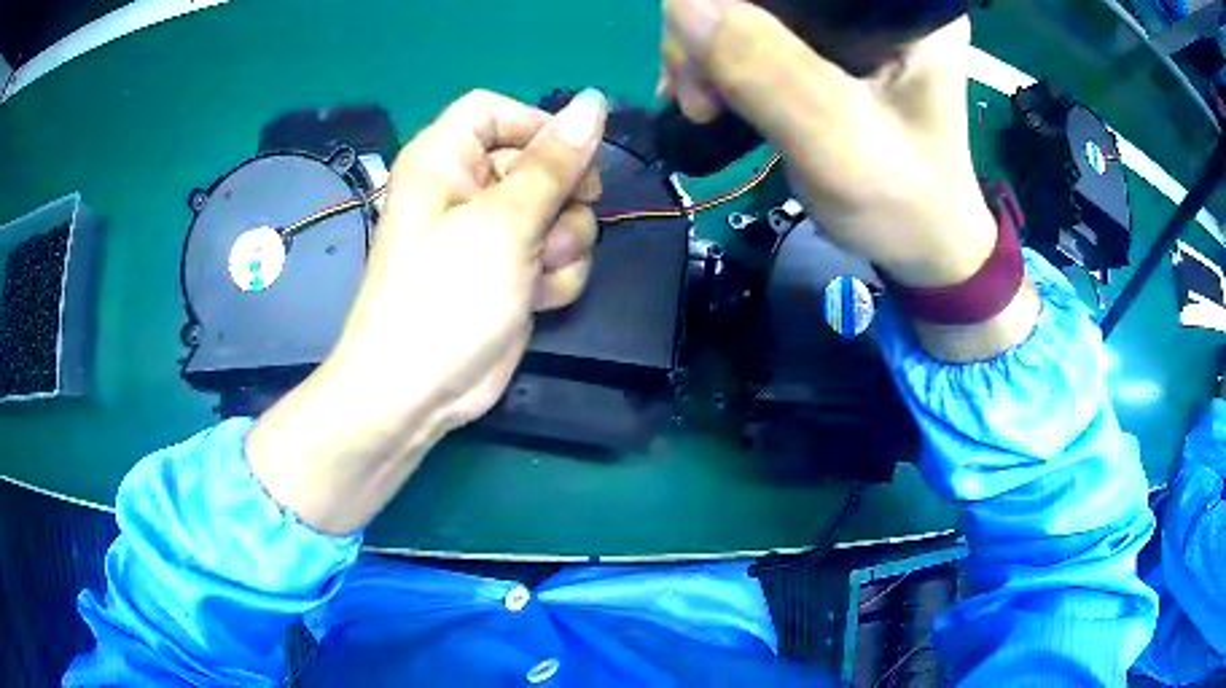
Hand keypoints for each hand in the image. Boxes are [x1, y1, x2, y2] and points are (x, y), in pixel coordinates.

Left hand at [247, 90, 608, 533]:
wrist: (419, 391)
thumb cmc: (445, 296)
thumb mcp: (504, 223)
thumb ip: (555, 163)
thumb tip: (595, 102)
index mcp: (445, 159)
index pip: (496, 111)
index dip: (537, 127)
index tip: (573, 158)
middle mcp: (466, 188)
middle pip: (538, 161)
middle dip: (561, 197)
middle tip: (554, 225)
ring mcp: (491, 233)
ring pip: (559, 211)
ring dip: (563, 242)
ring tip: (536, 271)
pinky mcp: (511, 271)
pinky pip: (555, 252)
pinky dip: (556, 274)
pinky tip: (537, 298)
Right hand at [662, 0, 1038, 359]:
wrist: (924, 247)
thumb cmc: (905, 205)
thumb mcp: (840, 143)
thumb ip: (768, 72)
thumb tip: (681, 3)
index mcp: (900, 8)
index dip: (730, 1)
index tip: (701, 62)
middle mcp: (873, 3)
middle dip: (710, 31)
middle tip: (700, 98)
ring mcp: (847, 24)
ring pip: (746, 8)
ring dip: (705, 50)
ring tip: (703, 106)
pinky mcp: (825, 48)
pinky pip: (750, 33)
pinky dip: (716, 60)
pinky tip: (706, 94)